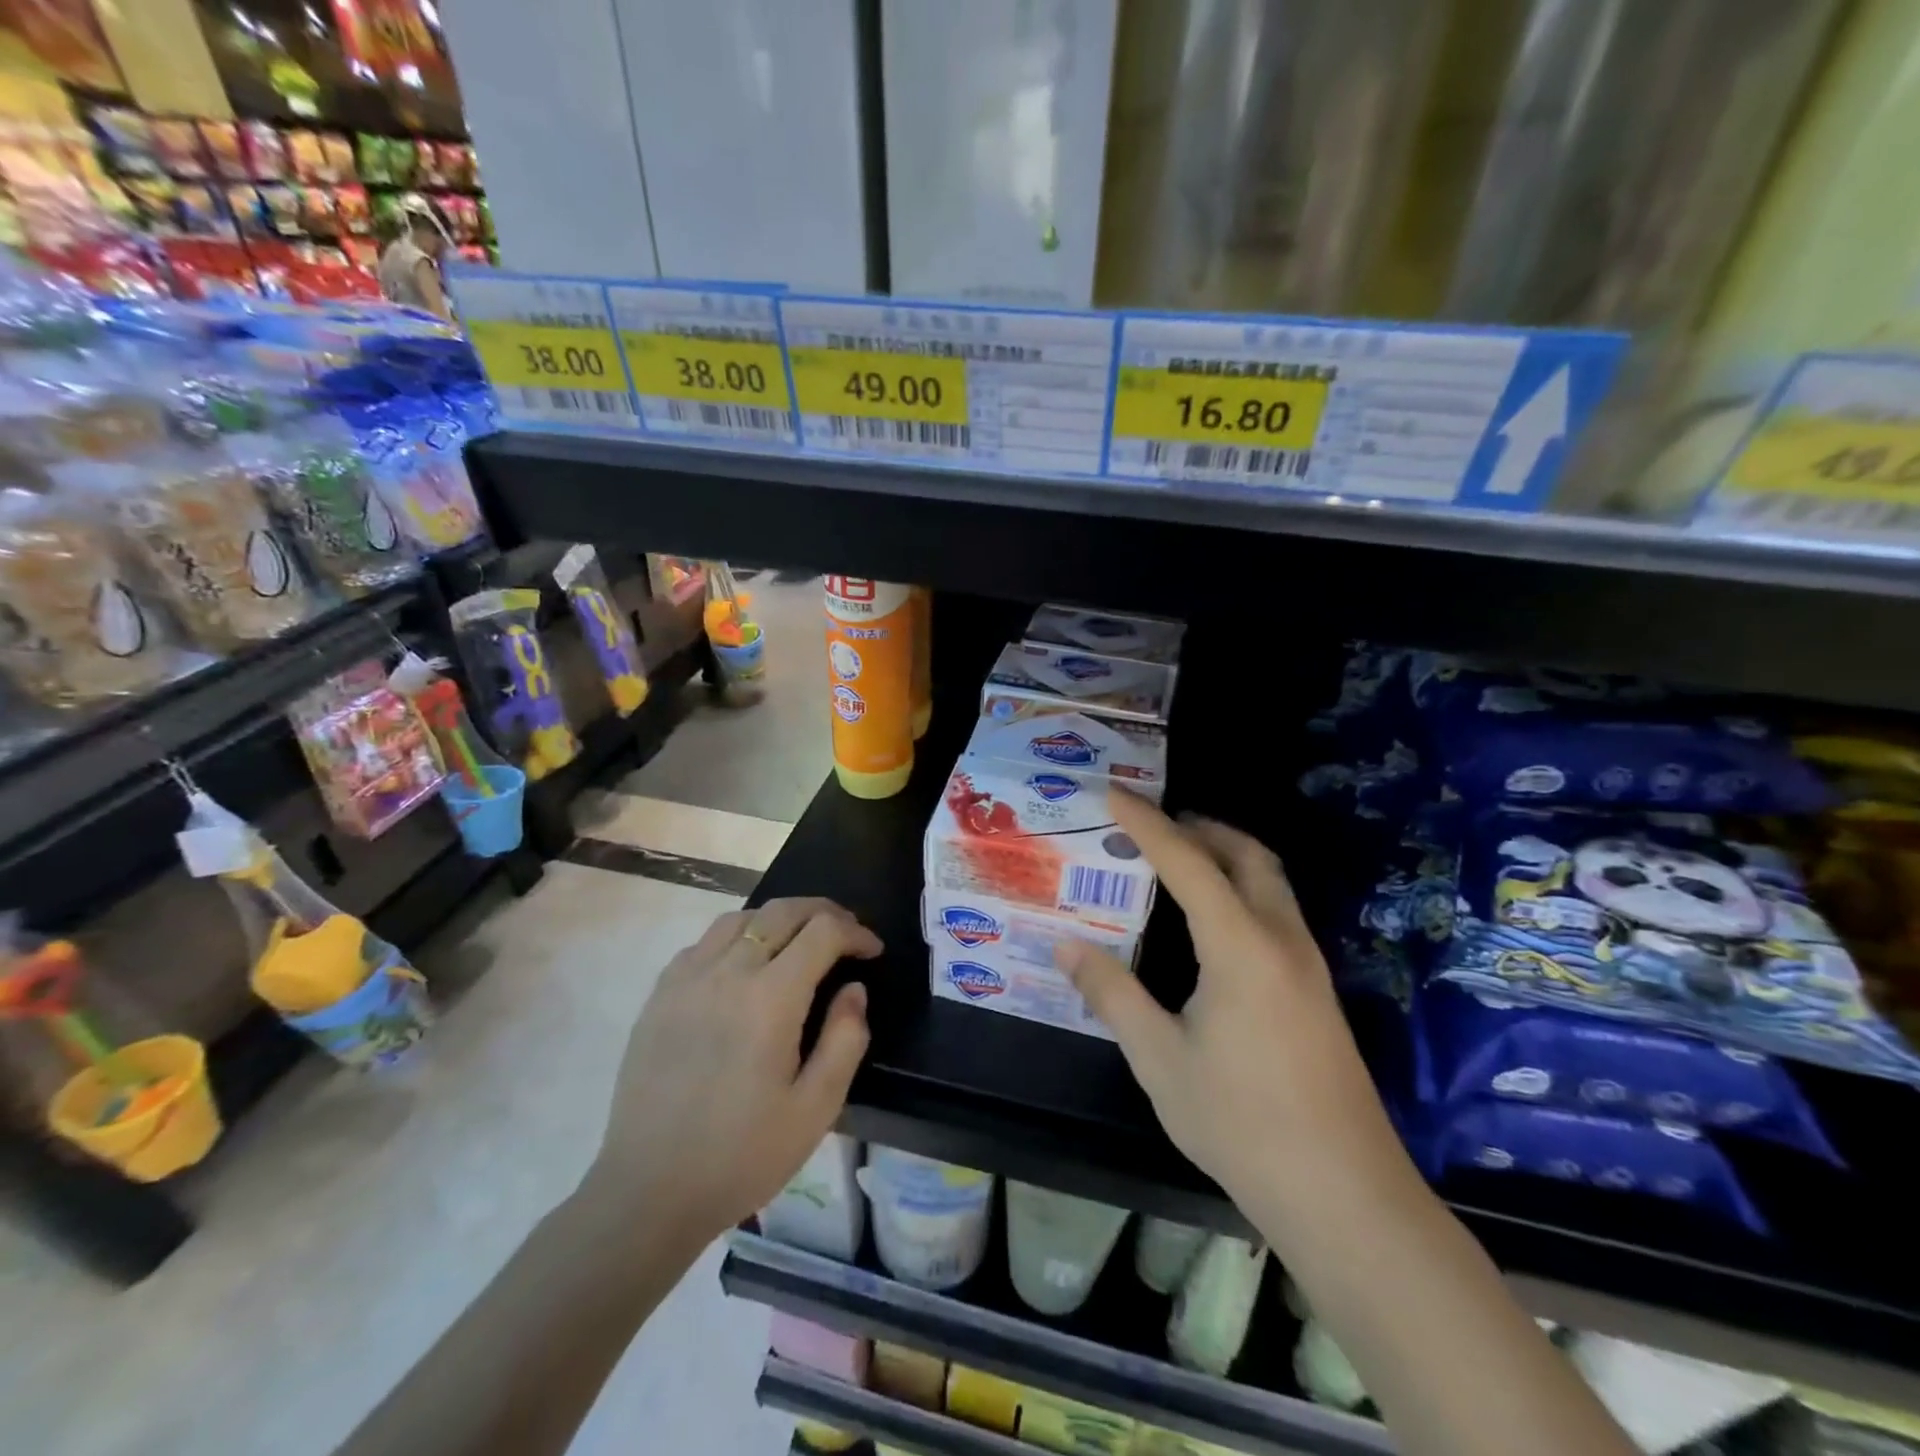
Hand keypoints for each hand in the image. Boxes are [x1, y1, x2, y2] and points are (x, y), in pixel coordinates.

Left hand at [588, 897, 881, 1242]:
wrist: (648, 1193)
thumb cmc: (741, 1155)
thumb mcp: (816, 1108)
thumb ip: (845, 1039)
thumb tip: (853, 990)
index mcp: (770, 998)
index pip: (822, 932)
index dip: (855, 932)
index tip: (872, 951)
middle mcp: (727, 972)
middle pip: (782, 911)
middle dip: (823, 912)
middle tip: (845, 933)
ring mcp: (686, 980)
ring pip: (740, 918)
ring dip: (778, 919)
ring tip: (798, 941)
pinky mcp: (659, 995)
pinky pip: (703, 943)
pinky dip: (736, 937)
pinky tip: (744, 965)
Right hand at [1056, 792, 1413, 1238]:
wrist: (1345, 1195)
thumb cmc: (1241, 1123)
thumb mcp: (1159, 1059)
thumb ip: (1112, 994)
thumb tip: (1066, 946)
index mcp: (1240, 946)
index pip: (1188, 862)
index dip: (1148, 823)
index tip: (1114, 793)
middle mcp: (1282, 939)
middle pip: (1247, 855)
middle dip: (1200, 827)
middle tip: (1152, 823)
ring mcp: (1308, 965)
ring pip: (1270, 881)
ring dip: (1226, 855)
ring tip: (1177, 860)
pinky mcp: (1317, 991)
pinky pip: (1276, 911)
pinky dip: (1241, 888)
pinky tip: (1211, 922)